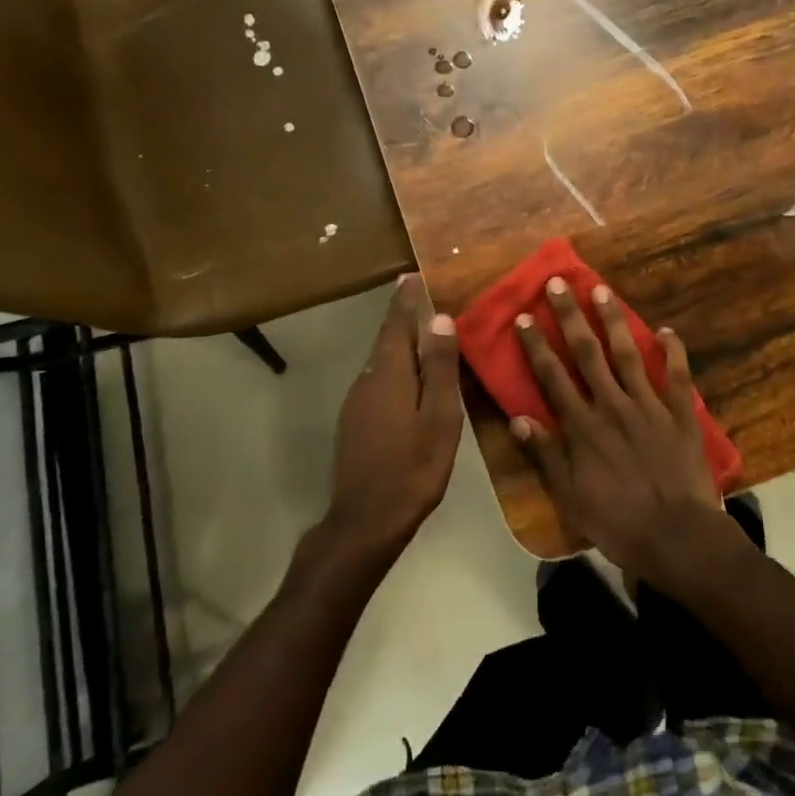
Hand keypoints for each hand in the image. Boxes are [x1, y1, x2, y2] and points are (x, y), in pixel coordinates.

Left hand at [328, 275, 462, 548]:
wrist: (366, 520)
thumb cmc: (412, 466)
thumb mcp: (438, 416)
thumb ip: (438, 367)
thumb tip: (439, 318)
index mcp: (388, 373)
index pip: (395, 324)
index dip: (404, 299)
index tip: (410, 275)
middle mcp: (366, 380)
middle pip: (386, 340)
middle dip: (403, 319)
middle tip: (422, 300)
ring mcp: (356, 403)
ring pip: (381, 363)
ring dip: (400, 346)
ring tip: (424, 338)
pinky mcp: (354, 423)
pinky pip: (378, 382)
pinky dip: (396, 370)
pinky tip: (411, 383)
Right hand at [512, 278, 734, 585]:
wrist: (678, 537)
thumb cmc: (618, 522)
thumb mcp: (569, 497)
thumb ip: (544, 455)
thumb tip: (517, 418)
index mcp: (583, 427)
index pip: (552, 377)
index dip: (536, 345)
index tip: (524, 317)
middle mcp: (612, 405)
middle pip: (587, 353)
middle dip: (570, 316)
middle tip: (558, 283)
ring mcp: (649, 406)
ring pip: (628, 354)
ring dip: (613, 320)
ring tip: (601, 290)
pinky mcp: (681, 414)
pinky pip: (678, 375)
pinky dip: (673, 351)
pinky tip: (667, 330)